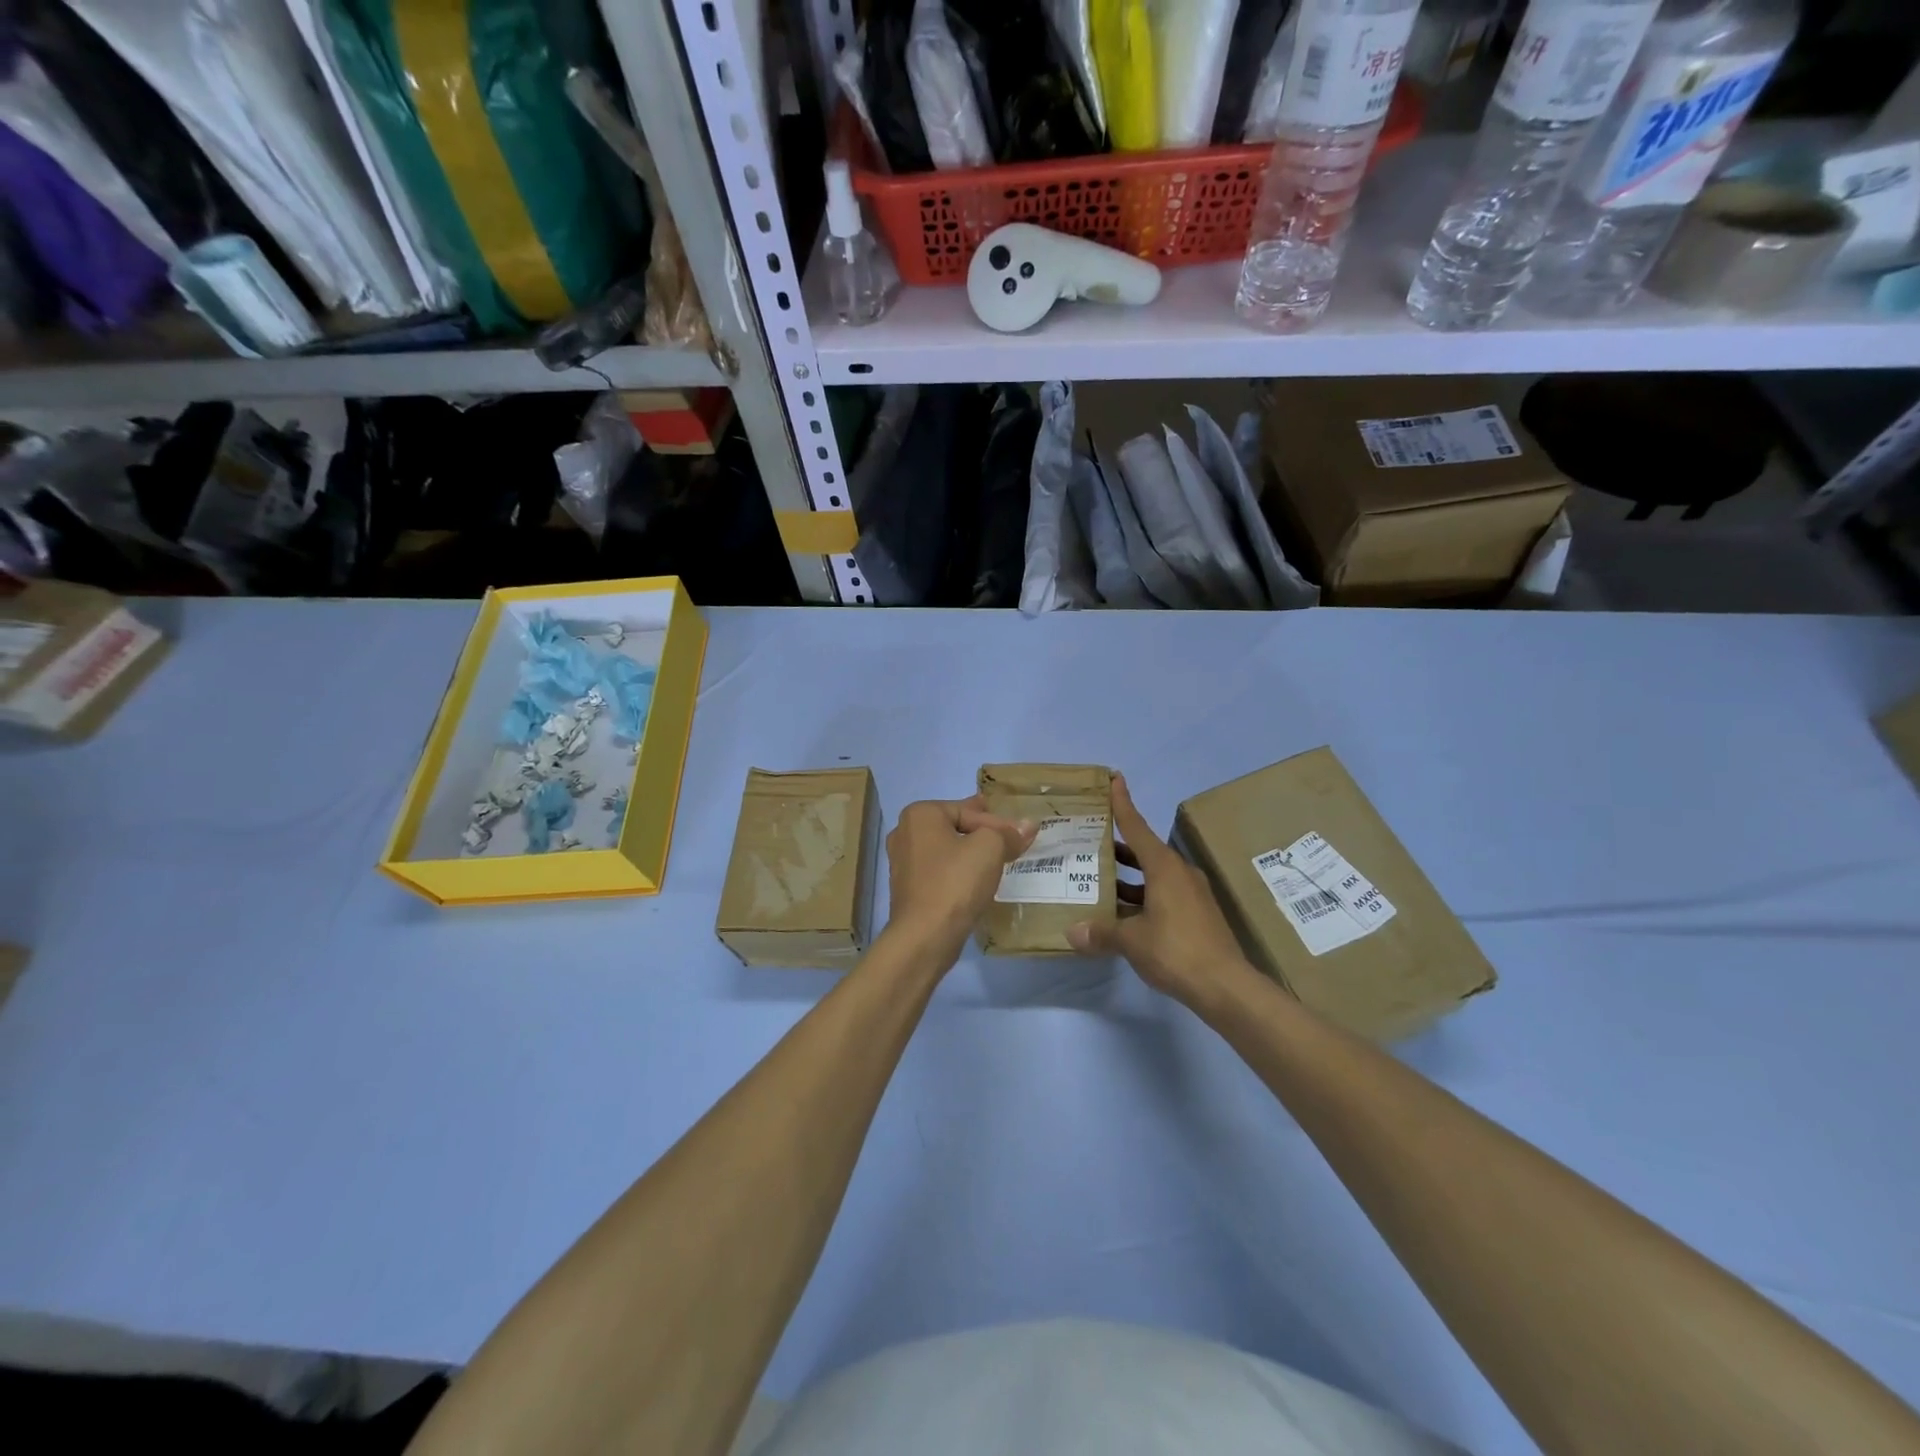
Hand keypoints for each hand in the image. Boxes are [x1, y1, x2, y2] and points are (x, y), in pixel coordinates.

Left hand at [884, 796, 1035, 968]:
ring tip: (994, 857)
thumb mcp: (990, 848)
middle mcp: (905, 833)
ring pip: (946, 849)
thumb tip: (1027, 826)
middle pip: (954, 826)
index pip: (968, 811)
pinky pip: (940, 871)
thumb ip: (1008, 833)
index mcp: (920, 814)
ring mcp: (903, 862)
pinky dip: (958, 871)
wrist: (925, 936)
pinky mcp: (908, 889)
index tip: (1022, 836)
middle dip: (982, 831)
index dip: (999, 823)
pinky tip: (974, 879)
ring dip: (969, 852)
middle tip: (1006, 835)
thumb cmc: (955, 882)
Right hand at [1067, 774, 1257, 1013]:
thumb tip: (1071, 933)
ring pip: (1153, 875)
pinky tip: (1121, 913)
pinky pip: (1162, 895)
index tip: (1114, 779)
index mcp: (1164, 867)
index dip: (1123, 804)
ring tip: (1097, 879)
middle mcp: (1179, 873)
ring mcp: (1192, 894)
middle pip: (1144, 851)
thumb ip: (1101, 933)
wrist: (1226, 986)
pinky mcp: (1197, 914)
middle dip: (1118, 846)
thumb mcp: (1131, 941)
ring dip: (1128, 876)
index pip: (1137, 827)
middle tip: (1089, 840)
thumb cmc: (1176, 950)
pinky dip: (1141, 897)